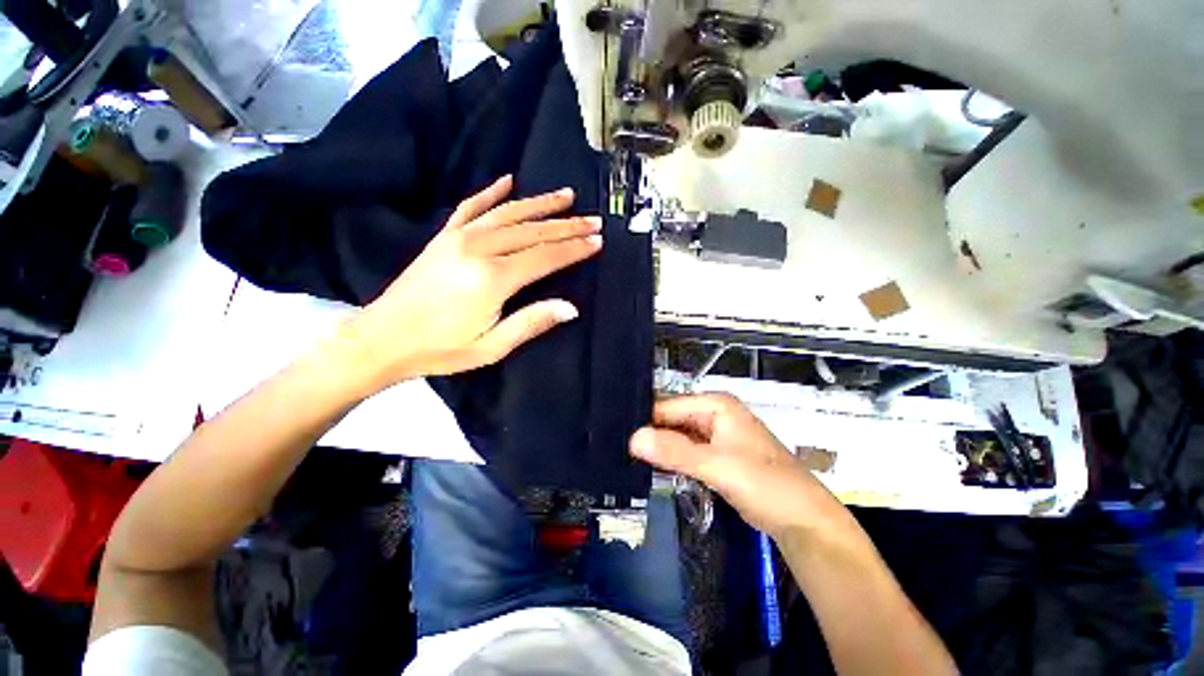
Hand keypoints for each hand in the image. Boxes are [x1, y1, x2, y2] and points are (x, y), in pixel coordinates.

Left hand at [336, 175, 601, 392]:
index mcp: (493, 279)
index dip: (574, 249)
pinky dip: (492, 192)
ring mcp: (458, 237)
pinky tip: (508, 181)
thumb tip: (570, 308)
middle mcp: (478, 249)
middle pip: (533, 231)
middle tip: (593, 219)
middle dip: (567, 225)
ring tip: (566, 195)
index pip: (545, 257)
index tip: (597, 241)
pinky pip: (472, 206)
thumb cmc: (441, 349)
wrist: (382, 338)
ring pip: (508, 213)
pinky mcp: (444, 236)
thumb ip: (532, 323)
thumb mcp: (491, 347)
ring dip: (540, 203)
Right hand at [631, 394, 842, 539]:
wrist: (803, 521)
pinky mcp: (714, 455)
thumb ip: (675, 451)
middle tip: (616, 446)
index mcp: (715, 405)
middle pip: (671, 419)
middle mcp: (713, 414)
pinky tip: (649, 465)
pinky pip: (685, 451)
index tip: (616, 434)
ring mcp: (714, 435)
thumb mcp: (717, 466)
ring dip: (657, 446)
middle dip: (648, 433)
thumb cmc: (766, 485)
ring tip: (625, 455)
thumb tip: (632, 438)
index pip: (668, 406)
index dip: (643, 420)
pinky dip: (669, 458)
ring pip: (676, 436)